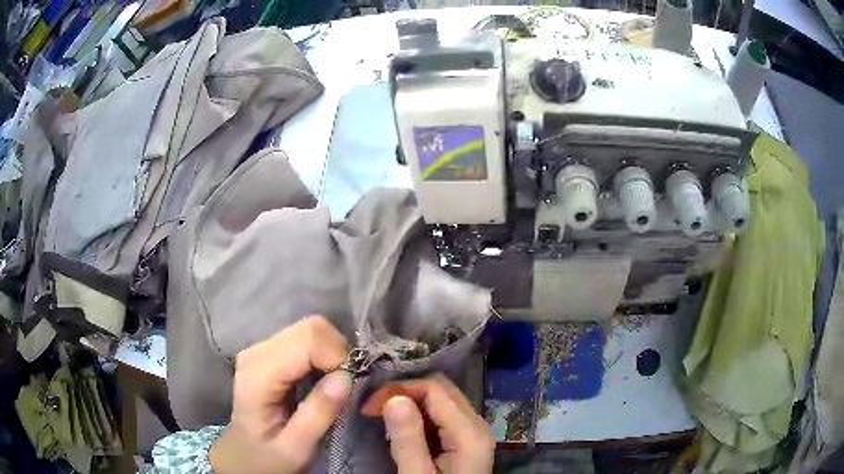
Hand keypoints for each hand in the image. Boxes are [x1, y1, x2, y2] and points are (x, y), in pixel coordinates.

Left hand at [209, 315, 351, 473]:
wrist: (242, 454)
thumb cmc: (267, 457)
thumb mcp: (296, 448)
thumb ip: (318, 414)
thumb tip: (346, 377)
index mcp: (258, 375)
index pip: (307, 340)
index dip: (337, 357)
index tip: (350, 386)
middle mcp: (257, 353)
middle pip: (310, 328)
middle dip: (338, 353)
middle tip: (347, 385)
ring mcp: (261, 349)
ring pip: (310, 330)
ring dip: (332, 354)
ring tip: (336, 385)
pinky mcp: (269, 352)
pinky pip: (305, 339)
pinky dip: (324, 354)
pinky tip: (323, 378)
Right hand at [361, 374, 494, 472]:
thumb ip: (408, 439)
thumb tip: (394, 398)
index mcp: (470, 433)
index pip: (436, 389)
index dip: (401, 389)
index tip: (370, 404)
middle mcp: (477, 425)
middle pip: (442, 390)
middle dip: (405, 392)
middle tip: (374, 407)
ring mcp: (474, 432)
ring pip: (442, 400)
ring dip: (411, 402)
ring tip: (382, 415)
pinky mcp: (466, 440)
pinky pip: (443, 415)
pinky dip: (420, 415)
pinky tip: (401, 427)